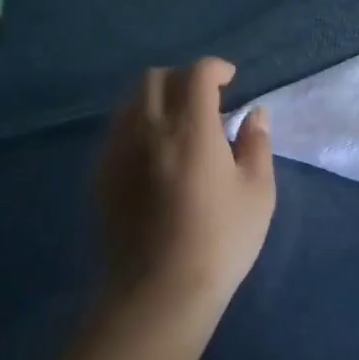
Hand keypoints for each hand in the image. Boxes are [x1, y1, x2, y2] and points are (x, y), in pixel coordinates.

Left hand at [95, 58, 275, 311]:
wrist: (159, 291)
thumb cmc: (220, 241)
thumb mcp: (257, 192)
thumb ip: (257, 144)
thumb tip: (254, 114)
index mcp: (190, 128)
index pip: (197, 74)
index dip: (215, 68)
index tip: (230, 80)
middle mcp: (148, 129)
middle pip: (155, 78)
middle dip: (182, 78)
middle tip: (205, 100)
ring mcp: (117, 151)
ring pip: (131, 102)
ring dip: (157, 100)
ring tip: (179, 126)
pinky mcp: (101, 176)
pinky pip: (117, 131)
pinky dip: (138, 126)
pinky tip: (155, 155)